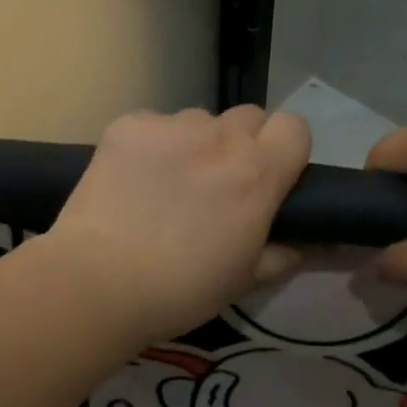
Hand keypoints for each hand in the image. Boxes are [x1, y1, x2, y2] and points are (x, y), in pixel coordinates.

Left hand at [44, 106, 311, 341]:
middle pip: (248, 117)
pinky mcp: (128, 125)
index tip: (271, 176)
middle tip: (219, 183)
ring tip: (167, 185)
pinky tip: (132, 181)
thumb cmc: (182, 290)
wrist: (99, 282)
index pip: (294, 127)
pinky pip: (153, 125)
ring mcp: (170, 126)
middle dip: (242, 143)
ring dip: (195, 145)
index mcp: (258, 172)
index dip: (285, 149)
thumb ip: (283, 253)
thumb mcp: (245, 279)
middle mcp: (220, 137)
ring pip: (198, 121)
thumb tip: (307, 243)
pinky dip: (151, 146)